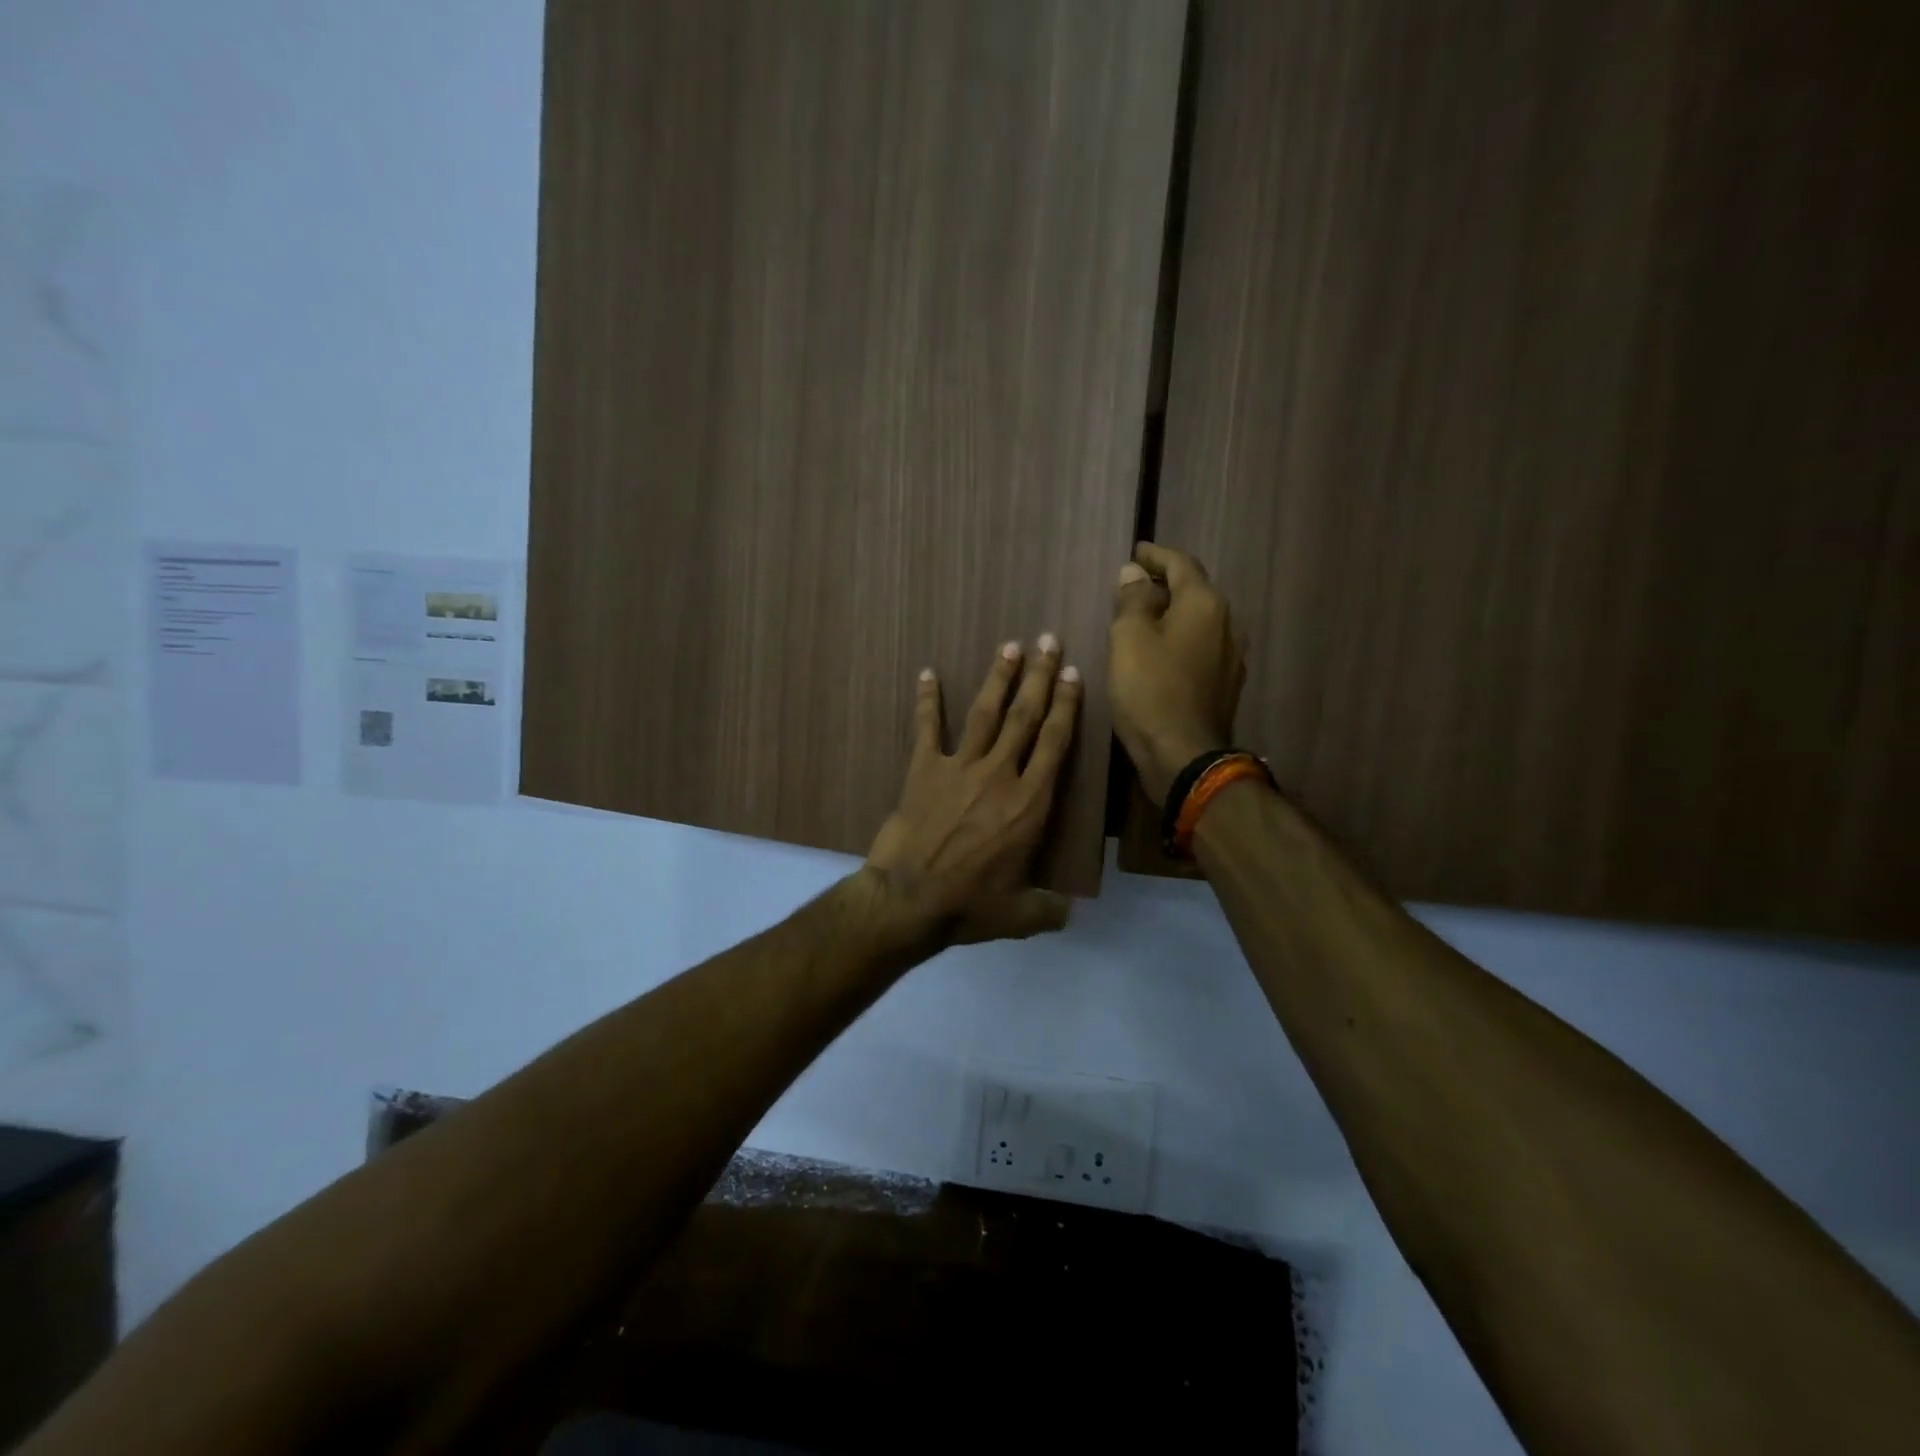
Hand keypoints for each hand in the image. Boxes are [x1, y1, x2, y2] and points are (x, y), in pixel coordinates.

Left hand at [863, 635, 1081, 945]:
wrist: (908, 900)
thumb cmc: (969, 905)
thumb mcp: (1020, 915)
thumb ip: (1050, 908)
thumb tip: (1069, 913)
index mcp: (1029, 803)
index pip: (1055, 743)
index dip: (1066, 706)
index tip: (1073, 674)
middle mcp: (999, 774)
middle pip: (1025, 716)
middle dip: (1040, 676)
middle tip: (1049, 641)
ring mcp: (959, 768)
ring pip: (985, 713)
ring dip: (998, 678)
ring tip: (1010, 646)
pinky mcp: (923, 770)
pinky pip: (926, 728)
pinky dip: (927, 700)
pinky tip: (928, 673)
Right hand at [1108, 542, 1246, 804]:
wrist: (1183, 755)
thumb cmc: (1150, 690)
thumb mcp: (1128, 638)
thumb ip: (1132, 599)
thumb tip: (1134, 574)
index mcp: (1205, 603)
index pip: (1181, 564)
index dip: (1155, 556)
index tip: (1136, 552)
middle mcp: (1227, 622)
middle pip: (1195, 591)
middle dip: (1165, 584)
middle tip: (1134, 585)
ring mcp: (1231, 656)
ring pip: (1199, 620)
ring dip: (1173, 613)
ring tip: (1144, 618)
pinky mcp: (1225, 684)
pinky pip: (1201, 647)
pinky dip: (1180, 639)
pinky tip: (1161, 652)